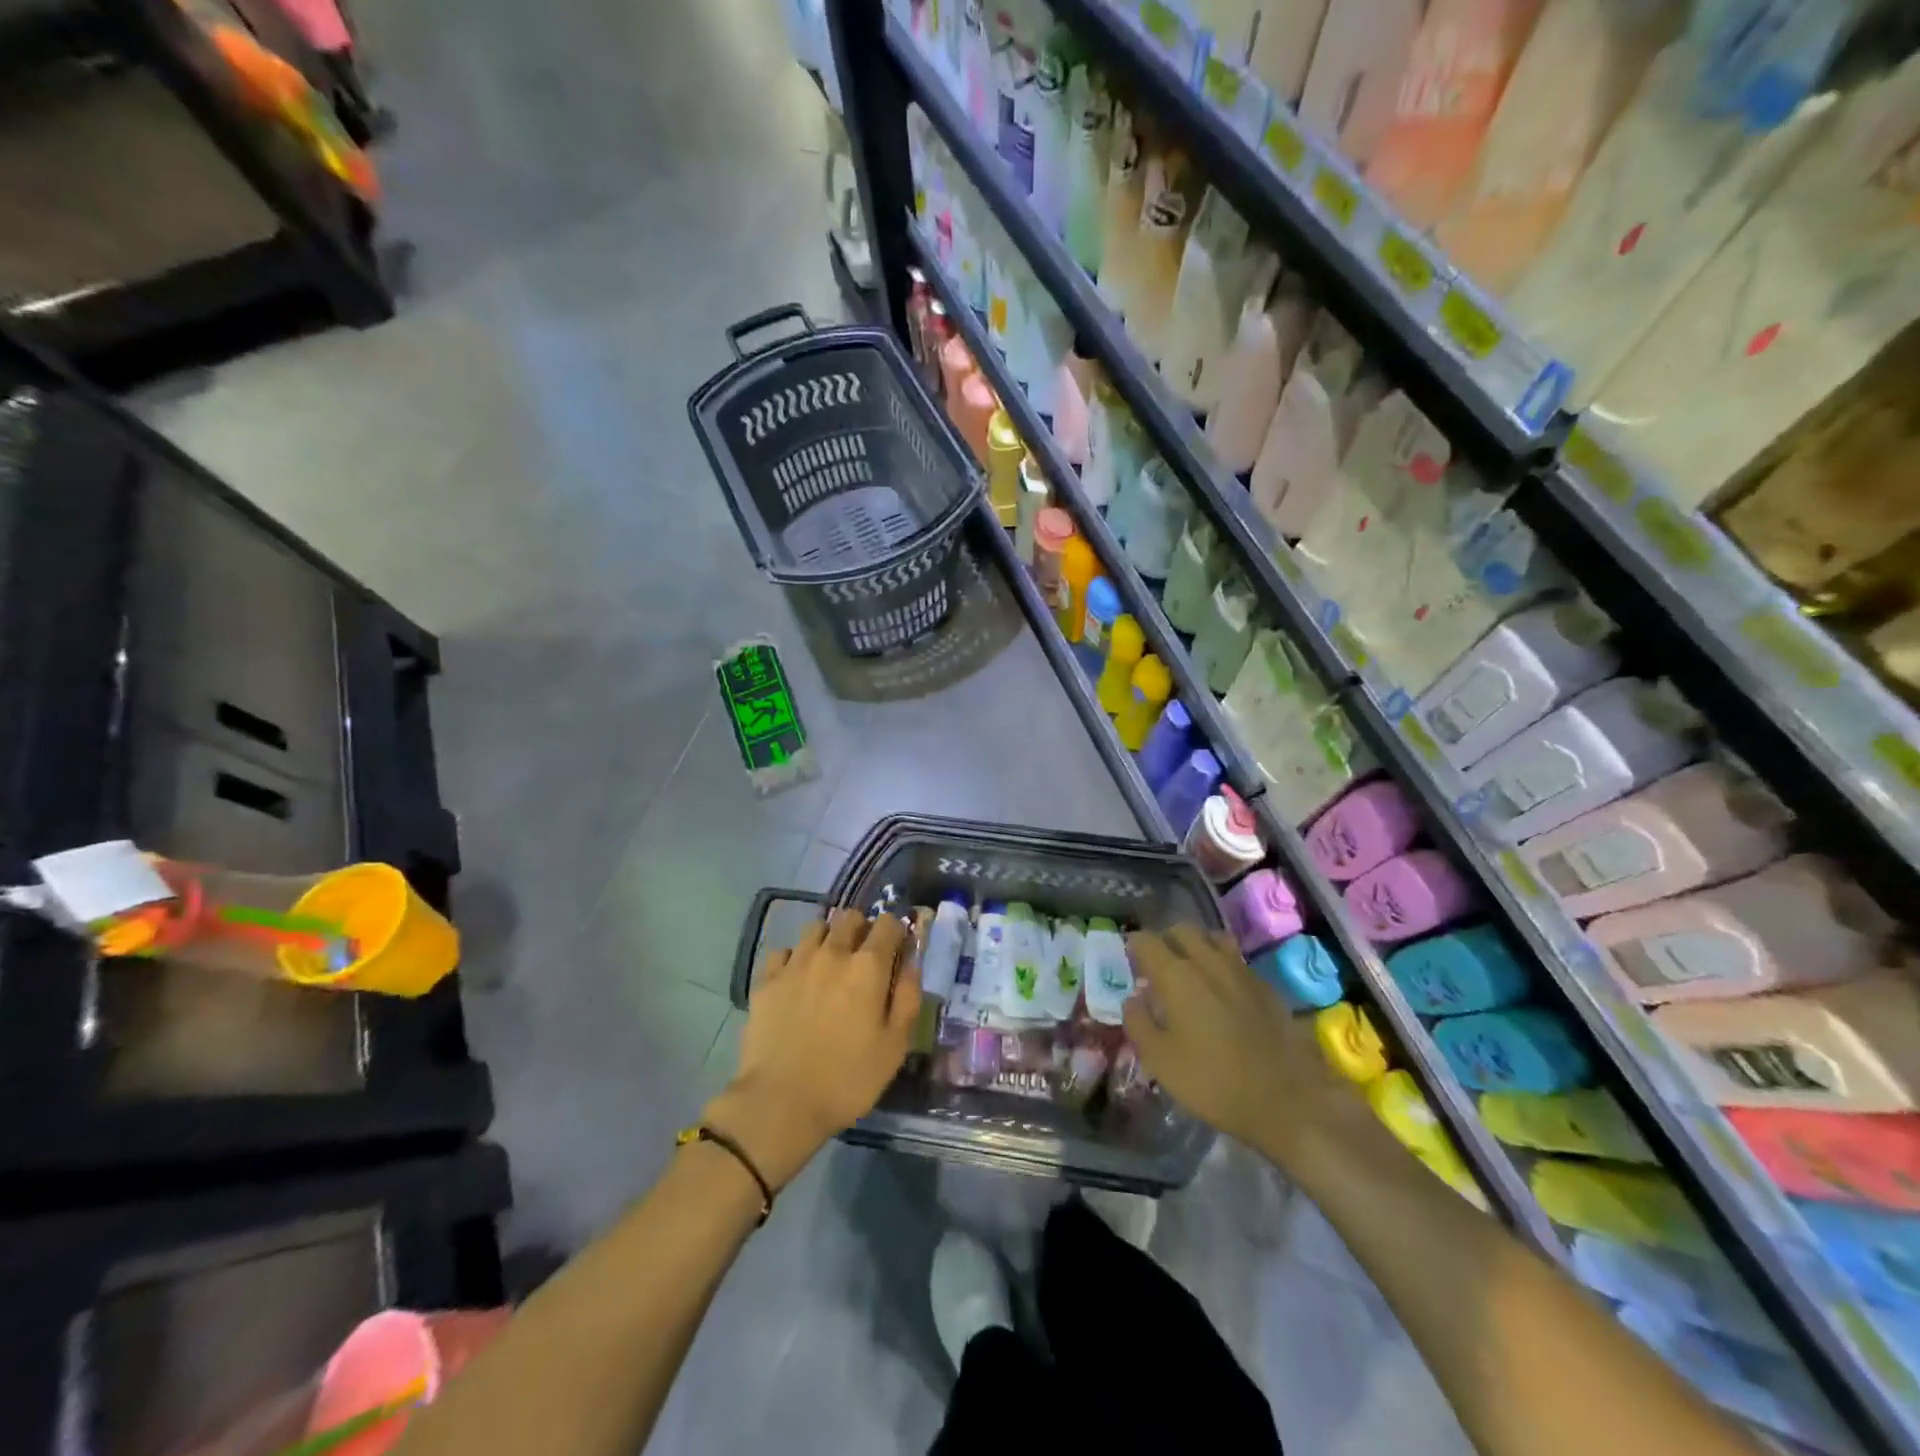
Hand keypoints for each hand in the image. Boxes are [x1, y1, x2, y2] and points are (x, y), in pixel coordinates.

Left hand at [703, 909, 921, 1189]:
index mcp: (868, 966)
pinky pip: (784, 951)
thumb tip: (911, 964)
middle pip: (850, 917)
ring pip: (816, 927)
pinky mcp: (767, 980)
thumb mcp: (894, 1046)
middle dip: (862, 929)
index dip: (896, 932)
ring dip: (828, 937)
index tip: (897, 950)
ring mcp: (795, 963)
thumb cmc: (848, 1078)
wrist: (780, 1101)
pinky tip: (797, 980)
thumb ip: (907, 998)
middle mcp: (832, 952)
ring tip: (830, 964)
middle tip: (864, 957)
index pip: (887, 924)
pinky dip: (795, 958)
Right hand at [1123, 926, 1368, 1173]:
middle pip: (1181, 930)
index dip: (1133, 947)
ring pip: (1212, 938)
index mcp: (1177, 975)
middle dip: (1165, 940)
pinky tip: (1222, 991)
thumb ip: (1138, 1023)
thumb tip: (1132, 999)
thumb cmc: (1214, 1082)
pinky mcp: (1266, 986)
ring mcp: (1241, 970)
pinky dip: (1221, 964)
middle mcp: (1208, 961)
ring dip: (1196, 946)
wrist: (1288, 1100)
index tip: (1129, 963)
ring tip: (1190, 971)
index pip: (1146, 940)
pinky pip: (1236, 959)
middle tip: (1157, 966)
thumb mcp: (1160, 1061)